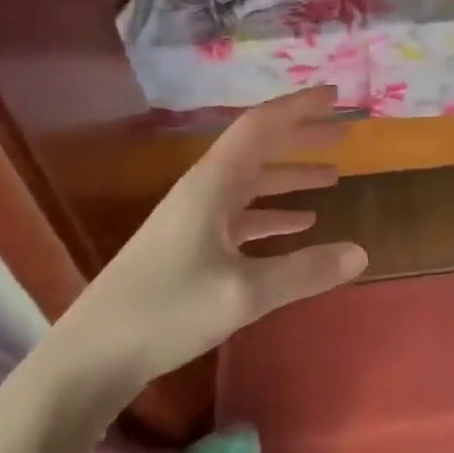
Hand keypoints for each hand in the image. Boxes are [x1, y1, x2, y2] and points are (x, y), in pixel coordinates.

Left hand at [36, 85, 366, 416]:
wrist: (91, 356)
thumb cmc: (166, 311)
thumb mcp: (244, 294)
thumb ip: (304, 271)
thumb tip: (362, 252)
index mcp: (213, 184)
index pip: (261, 126)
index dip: (299, 107)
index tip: (335, 96)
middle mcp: (204, 191)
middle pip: (259, 149)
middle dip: (302, 137)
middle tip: (344, 132)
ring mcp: (194, 219)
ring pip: (252, 183)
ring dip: (291, 176)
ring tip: (333, 177)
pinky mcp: (189, 247)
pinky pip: (242, 216)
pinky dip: (273, 214)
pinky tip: (299, 226)